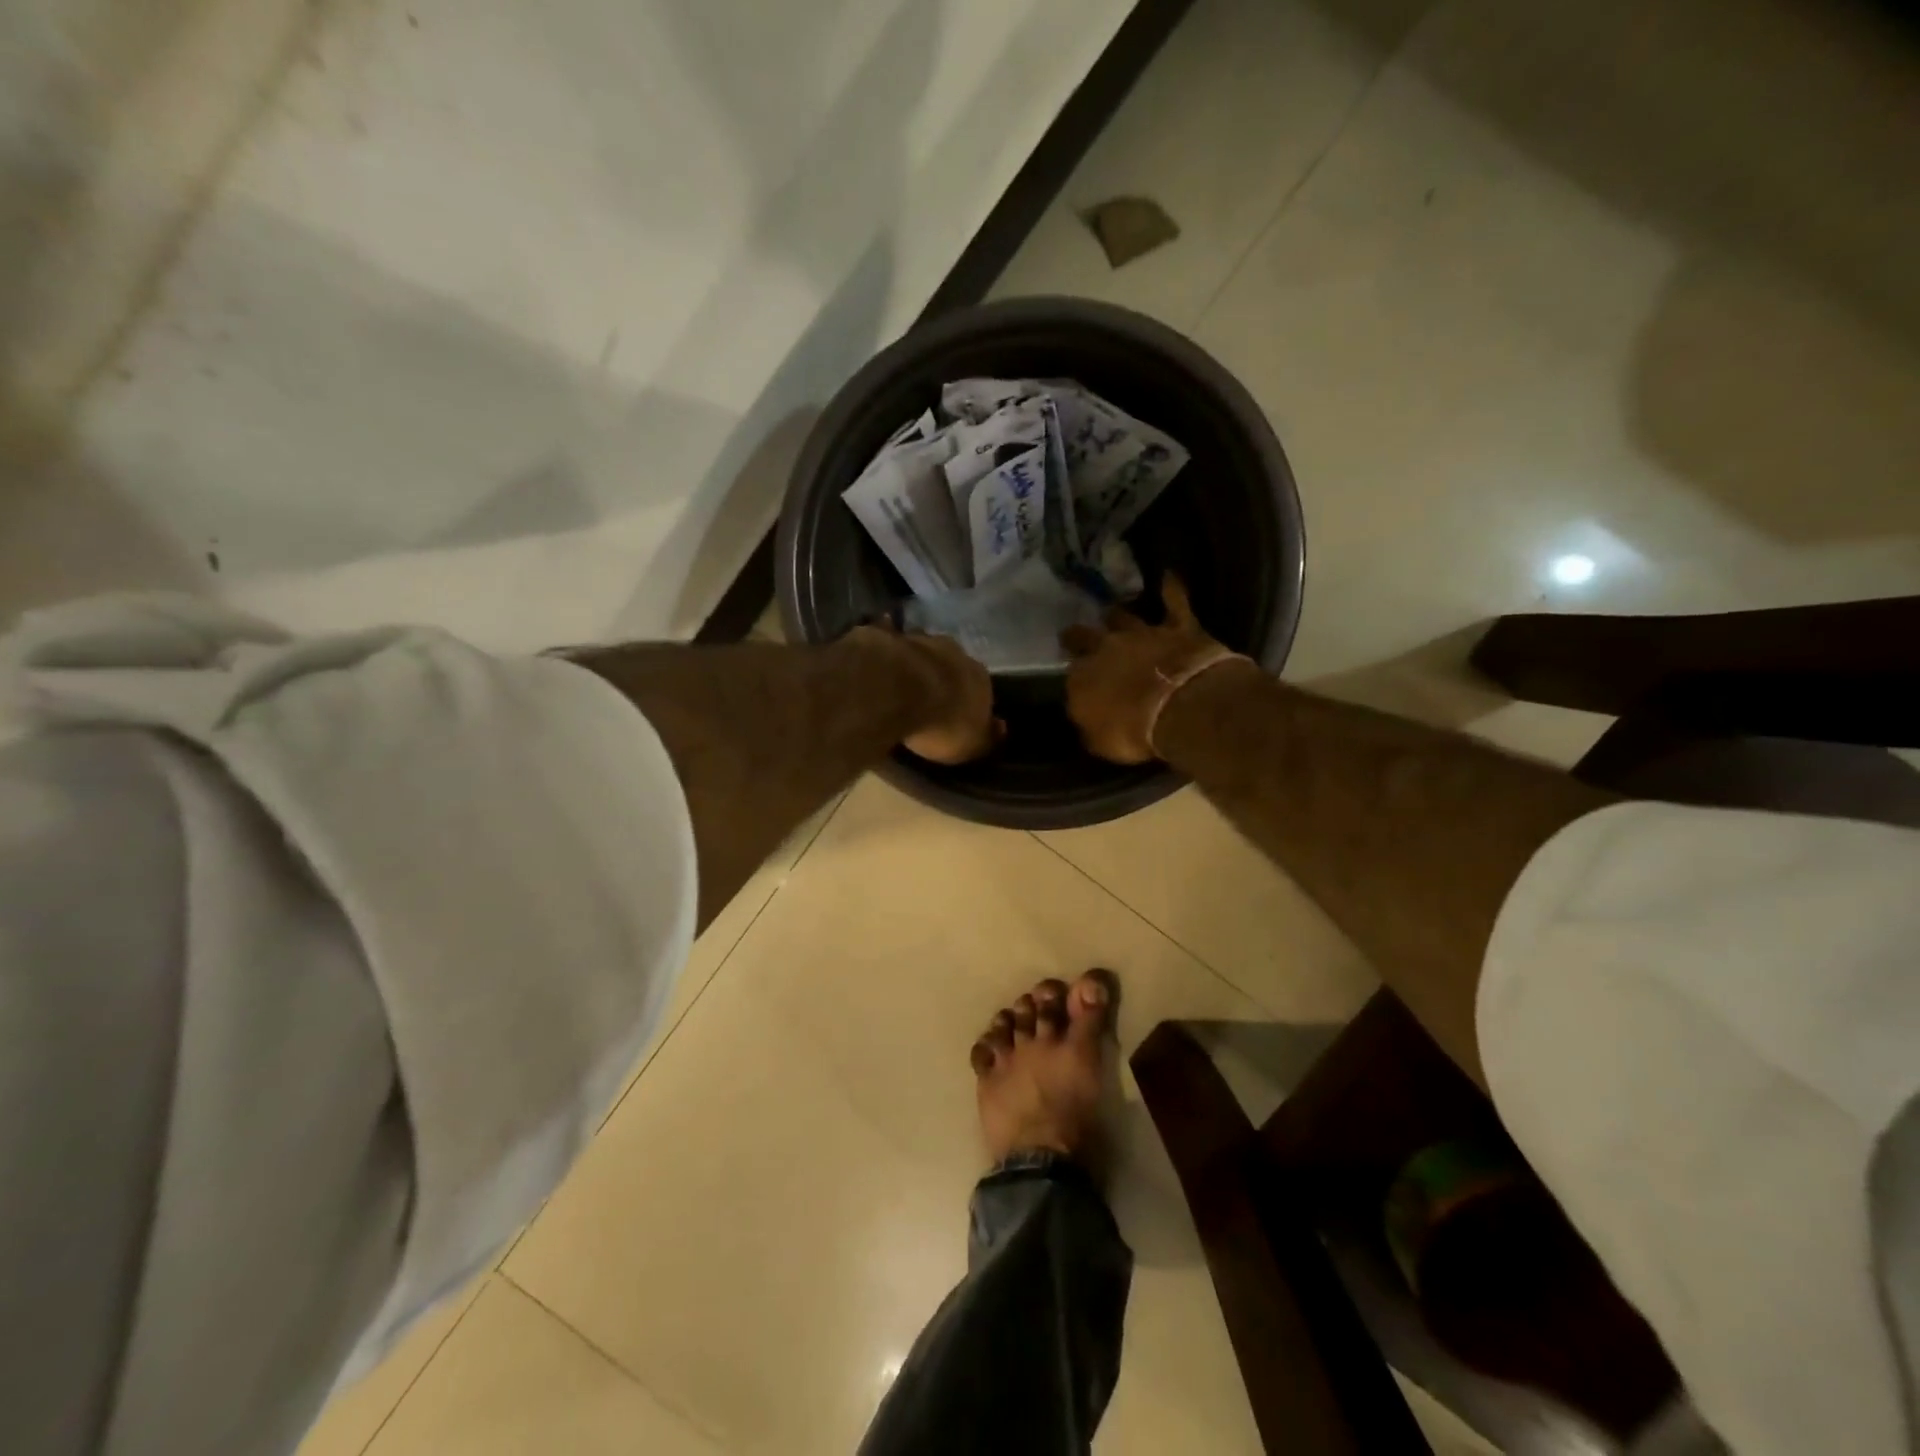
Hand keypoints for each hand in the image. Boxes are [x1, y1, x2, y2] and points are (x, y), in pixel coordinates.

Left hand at [850, 626, 1000, 764]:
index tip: (956, 717)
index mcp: (980, 677)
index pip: (981, 690)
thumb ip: (986, 736)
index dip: (969, 704)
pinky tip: (876, 667)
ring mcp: (920, 641)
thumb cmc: (942, 723)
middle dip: (942, 681)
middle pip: (952, 667)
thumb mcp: (971, 744)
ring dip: (915, 668)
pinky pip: (889, 647)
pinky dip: (886, 656)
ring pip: (922, 654)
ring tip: (900, 687)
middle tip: (927, 701)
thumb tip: (1000, 728)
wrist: (899, 689)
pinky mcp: (887, 639)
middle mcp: (956, 653)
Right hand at [1060, 573, 1245, 762]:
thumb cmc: (1134, 732)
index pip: (1071, 676)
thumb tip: (1086, 718)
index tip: (1076, 682)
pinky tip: (1169, 575)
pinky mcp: (1178, 627)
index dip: (1074, 678)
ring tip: (1111, 612)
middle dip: (1077, 637)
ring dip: (1117, 617)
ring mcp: (1142, 634)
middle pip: (1084, 637)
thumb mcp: (1101, 742)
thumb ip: (1091, 725)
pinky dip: (1171, 589)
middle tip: (1073, 635)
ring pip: (1123, 618)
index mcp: (1082, 679)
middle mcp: (1105, 649)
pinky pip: (1175, 602)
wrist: (1180, 706)